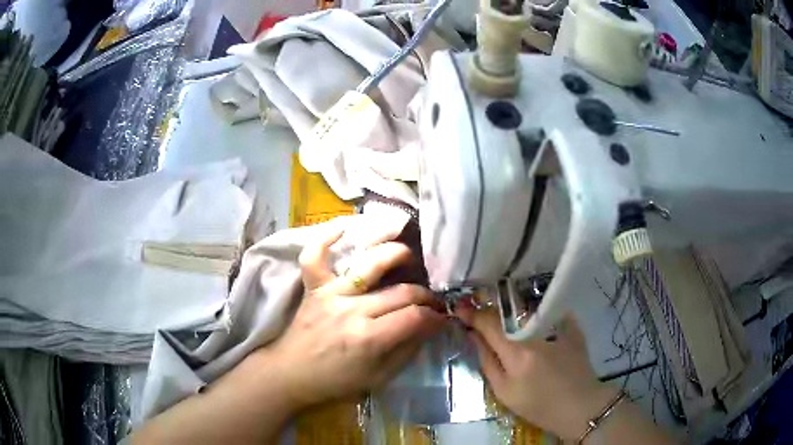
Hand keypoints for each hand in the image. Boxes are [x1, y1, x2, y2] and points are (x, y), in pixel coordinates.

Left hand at [253, 222, 446, 411]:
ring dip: (395, 254)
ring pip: (369, 264)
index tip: (442, 318)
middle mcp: (351, 310)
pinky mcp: (313, 287)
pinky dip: (326, 237)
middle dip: (425, 295)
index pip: (414, 317)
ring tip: (409, 257)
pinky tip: (345, 226)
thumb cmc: (335, 381)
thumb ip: (406, 350)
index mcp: (369, 338)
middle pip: (400, 292)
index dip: (435, 317)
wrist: (292, 374)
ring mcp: (330, 293)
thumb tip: (429, 327)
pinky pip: (315, 256)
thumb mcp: (378, 377)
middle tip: (433, 299)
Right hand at [456, 305, 617, 440]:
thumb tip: (473, 336)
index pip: (489, 323)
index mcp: (517, 352)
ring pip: (527, 308)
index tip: (459, 308)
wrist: (579, 405)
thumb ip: (487, 362)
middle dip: (490, 310)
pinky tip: (531, 314)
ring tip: (502, 311)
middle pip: (507, 312)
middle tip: (479, 312)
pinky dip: (536, 311)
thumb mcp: (505, 392)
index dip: (472, 314)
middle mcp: (536, 333)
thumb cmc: (539, 405)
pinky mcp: (572, 326)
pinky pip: (548, 310)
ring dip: (511, 308)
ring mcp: (557, 326)